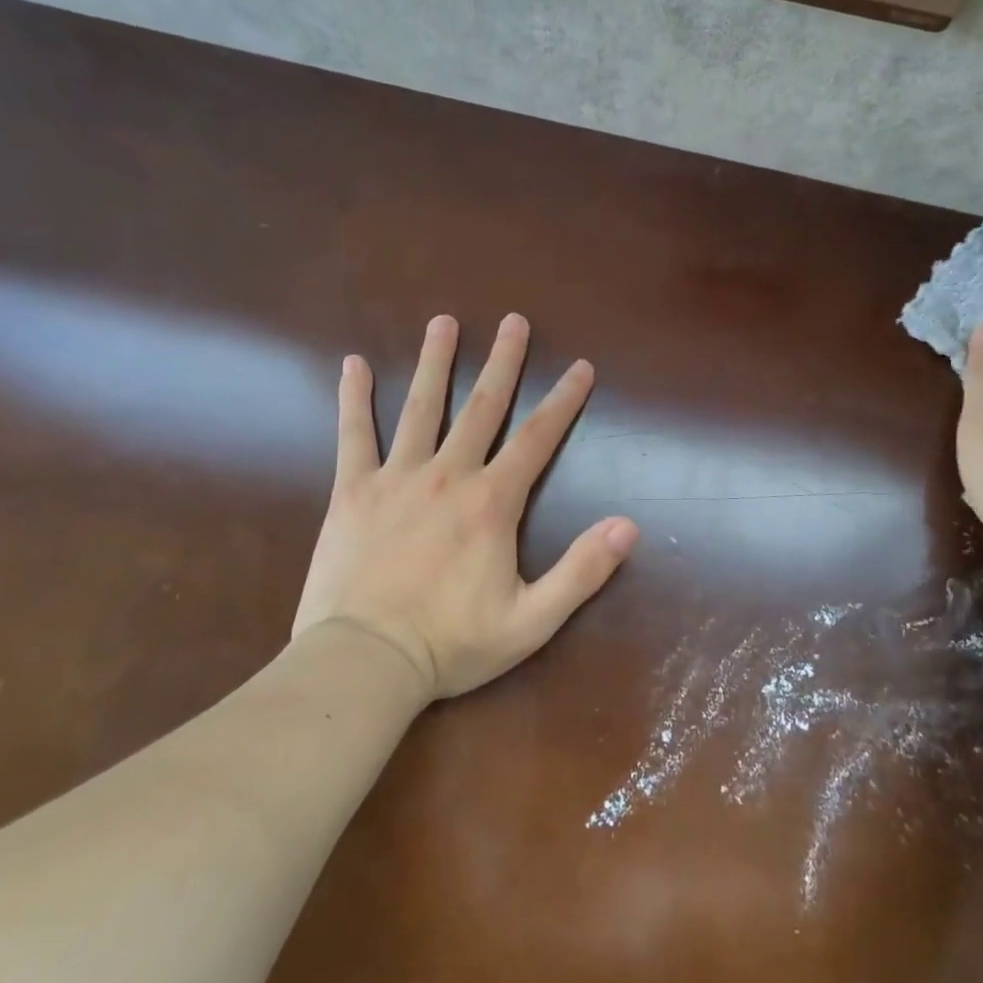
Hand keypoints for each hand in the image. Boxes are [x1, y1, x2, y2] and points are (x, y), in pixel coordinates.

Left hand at [293, 313, 639, 699]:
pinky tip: (353, 365)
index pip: (538, 439)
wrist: (365, 661)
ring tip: (442, 322)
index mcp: (492, 502)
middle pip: (482, 407)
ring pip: (420, 408)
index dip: (564, 401)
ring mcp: (397, 478)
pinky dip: (354, 399)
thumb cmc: (451, 643)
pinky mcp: (353, 491)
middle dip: (503, 362)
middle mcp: (448, 475)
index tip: (581, 367)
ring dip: (434, 362)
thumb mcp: (532, 620)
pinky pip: (355, 435)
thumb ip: (582, 571)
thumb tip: (630, 526)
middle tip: (514, 321)